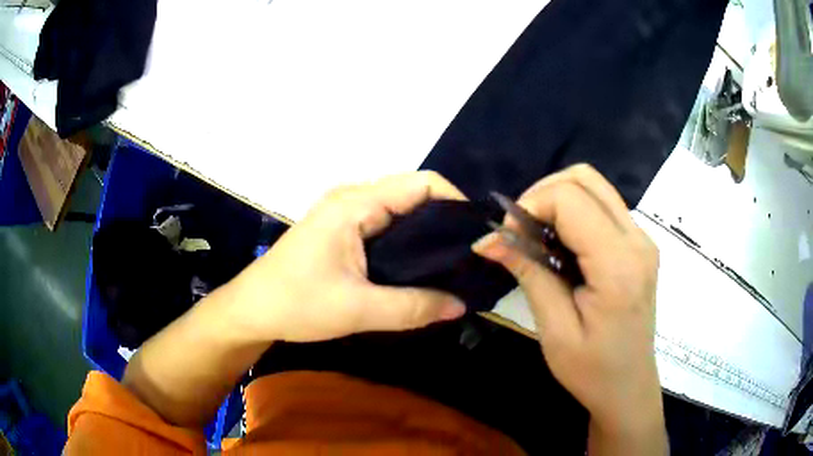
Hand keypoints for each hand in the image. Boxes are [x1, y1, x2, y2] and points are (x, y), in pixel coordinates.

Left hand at [223, 171, 467, 343]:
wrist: (252, 310)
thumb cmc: (296, 304)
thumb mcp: (357, 309)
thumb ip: (413, 307)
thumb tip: (461, 305)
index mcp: (355, 204)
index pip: (422, 183)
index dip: (456, 203)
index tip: (478, 236)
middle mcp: (353, 199)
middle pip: (415, 195)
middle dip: (446, 221)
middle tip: (471, 256)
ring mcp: (346, 214)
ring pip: (402, 213)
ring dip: (428, 234)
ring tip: (454, 264)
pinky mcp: (343, 231)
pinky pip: (387, 226)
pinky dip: (409, 243)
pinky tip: (421, 268)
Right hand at [473, 165, 663, 445]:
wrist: (628, 387)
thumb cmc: (592, 370)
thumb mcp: (555, 329)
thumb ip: (529, 274)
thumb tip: (490, 238)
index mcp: (618, 264)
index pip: (570, 199)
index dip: (530, 206)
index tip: (505, 238)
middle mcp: (637, 239)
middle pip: (585, 178)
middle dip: (542, 193)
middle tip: (519, 229)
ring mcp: (642, 239)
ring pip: (594, 186)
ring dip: (557, 199)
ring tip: (535, 235)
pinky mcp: (639, 244)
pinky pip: (602, 205)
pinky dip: (573, 212)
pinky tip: (559, 243)